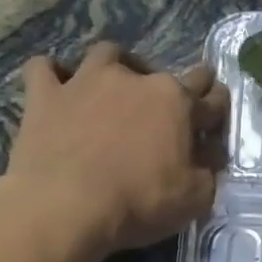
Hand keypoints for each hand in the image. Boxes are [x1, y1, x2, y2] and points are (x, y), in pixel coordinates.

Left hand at [0, 42, 229, 257]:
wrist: (65, 207)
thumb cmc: (140, 202)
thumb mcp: (196, 197)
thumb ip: (208, 170)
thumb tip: (208, 154)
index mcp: (178, 103)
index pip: (211, 98)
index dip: (217, 108)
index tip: (215, 119)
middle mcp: (136, 80)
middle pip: (168, 71)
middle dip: (180, 84)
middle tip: (174, 106)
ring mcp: (87, 81)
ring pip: (108, 54)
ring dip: (116, 66)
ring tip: (115, 87)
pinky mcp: (46, 95)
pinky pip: (43, 68)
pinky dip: (52, 75)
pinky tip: (56, 88)